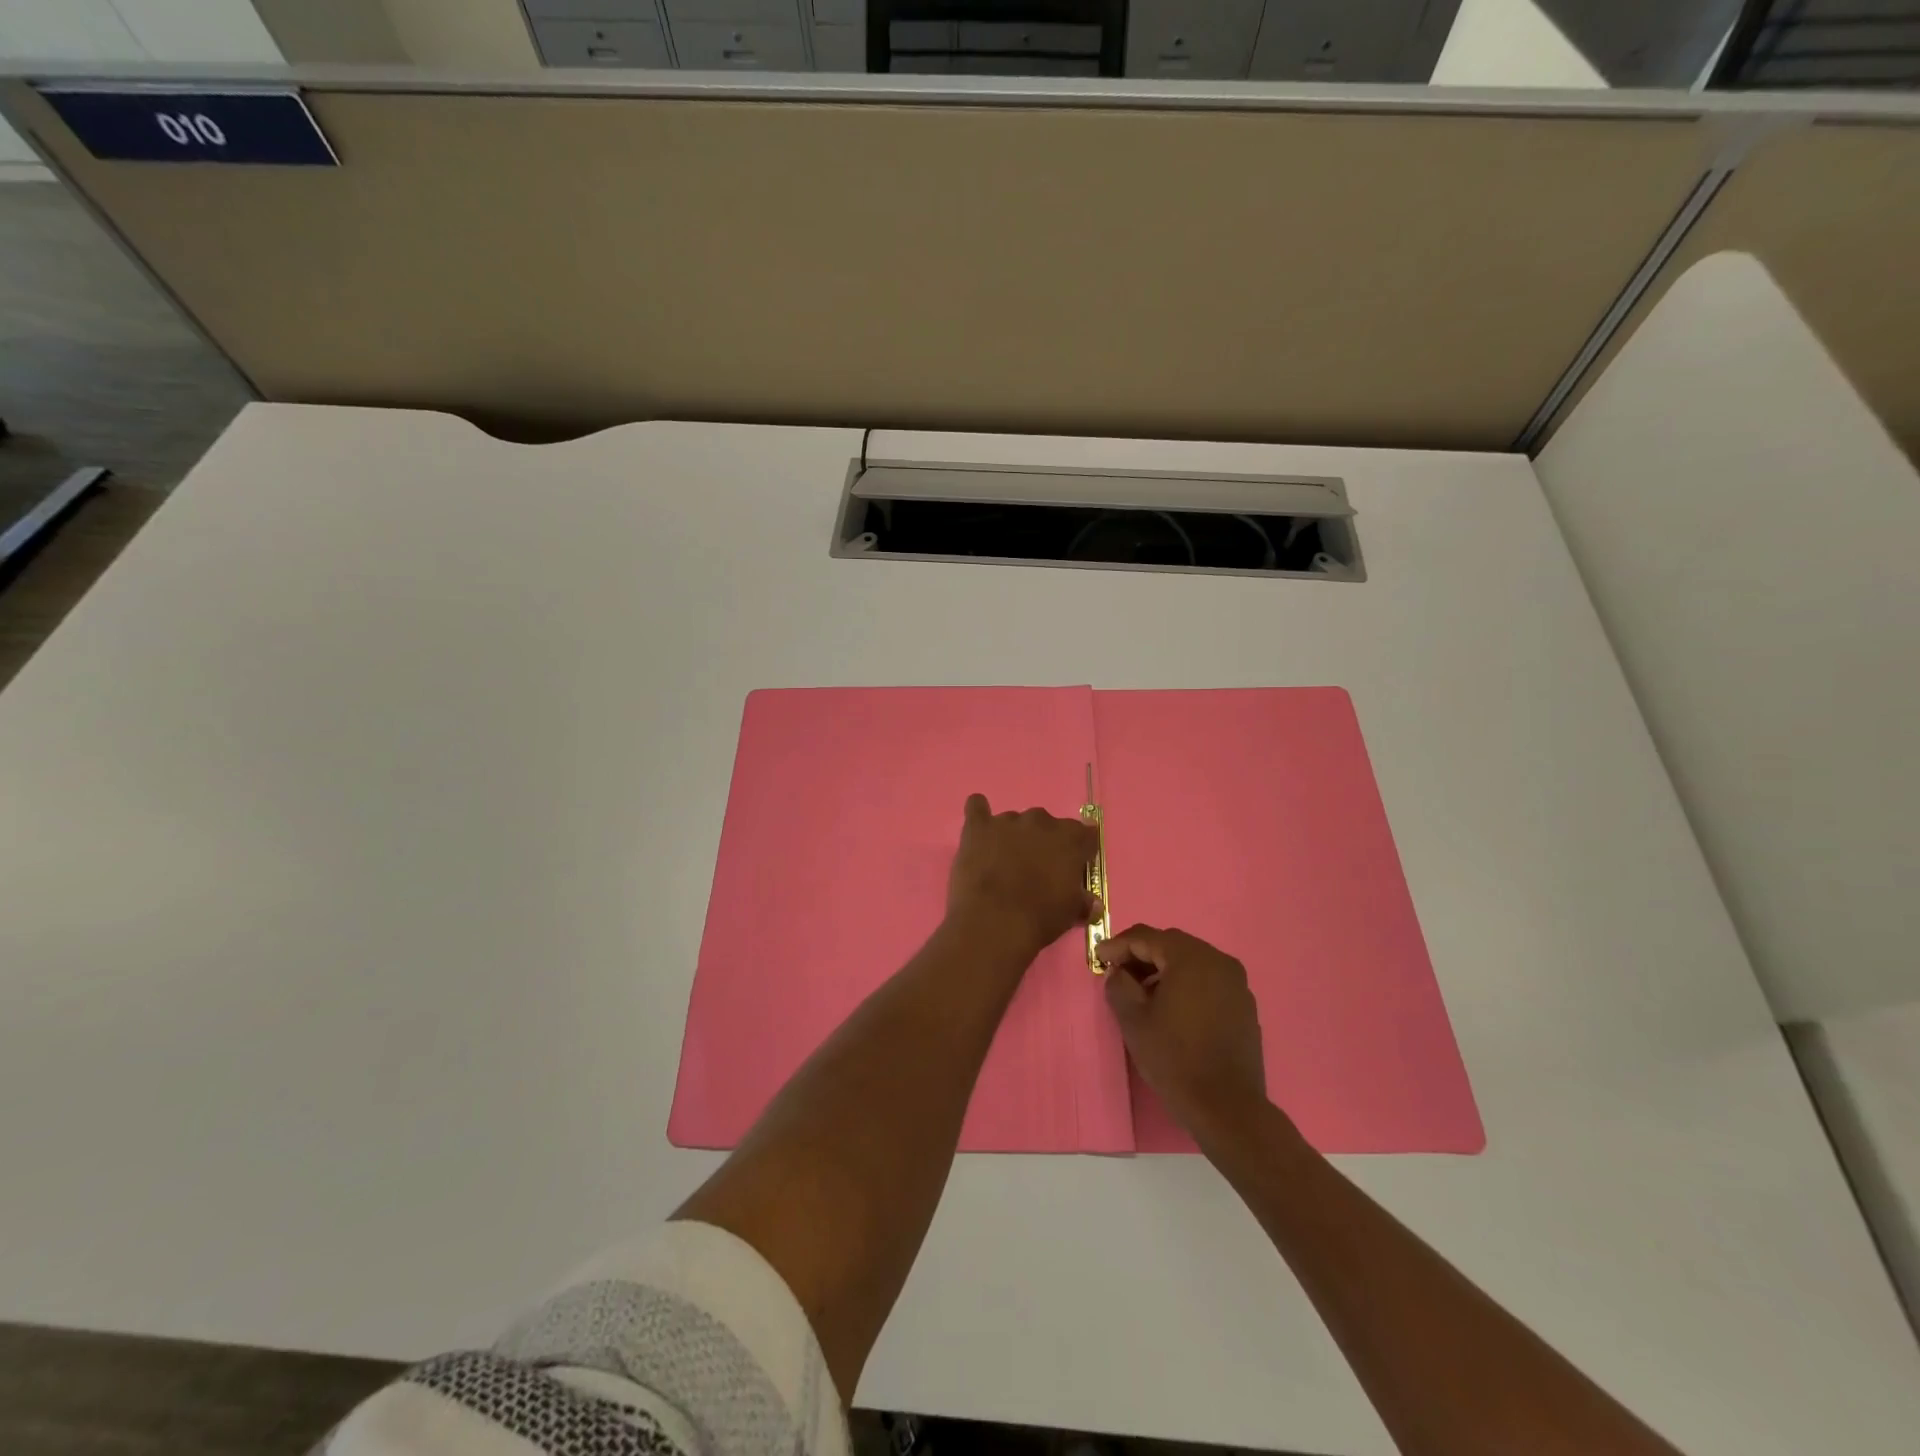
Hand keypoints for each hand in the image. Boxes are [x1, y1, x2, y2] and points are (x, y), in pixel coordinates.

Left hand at [946, 794, 1101, 956]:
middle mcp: (1041, 821)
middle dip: (1043, 843)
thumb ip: (1083, 900)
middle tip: (1035, 870)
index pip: (1085, 835)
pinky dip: (979, 813)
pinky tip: (979, 828)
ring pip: (1014, 821)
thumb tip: (1091, 902)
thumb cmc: (1040, 917)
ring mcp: (1007, 820)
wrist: (995, 922)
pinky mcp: (978, 827)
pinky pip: (976, 807)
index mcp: (1070, 838)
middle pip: (1047, 825)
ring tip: (1003, 863)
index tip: (1073, 869)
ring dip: (1013, 836)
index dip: (1079, 852)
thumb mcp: (1071, 912)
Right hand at [1099, 925, 1267, 1137]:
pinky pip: (1208, 981)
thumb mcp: (1133, 1020)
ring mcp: (1236, 983)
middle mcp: (1218, 961)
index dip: (1118, 945)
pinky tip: (1172, 1008)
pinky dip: (1186, 984)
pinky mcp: (1244, 1005)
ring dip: (1163, 970)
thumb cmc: (1175, 1059)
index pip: (1146, 937)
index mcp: (1191, 958)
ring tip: (1142, 992)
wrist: (1227, 1108)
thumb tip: (1118, 972)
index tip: (1098, 958)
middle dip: (1141, 955)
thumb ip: (1119, 985)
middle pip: (1171, 945)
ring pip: (1191, 962)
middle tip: (1117, 972)